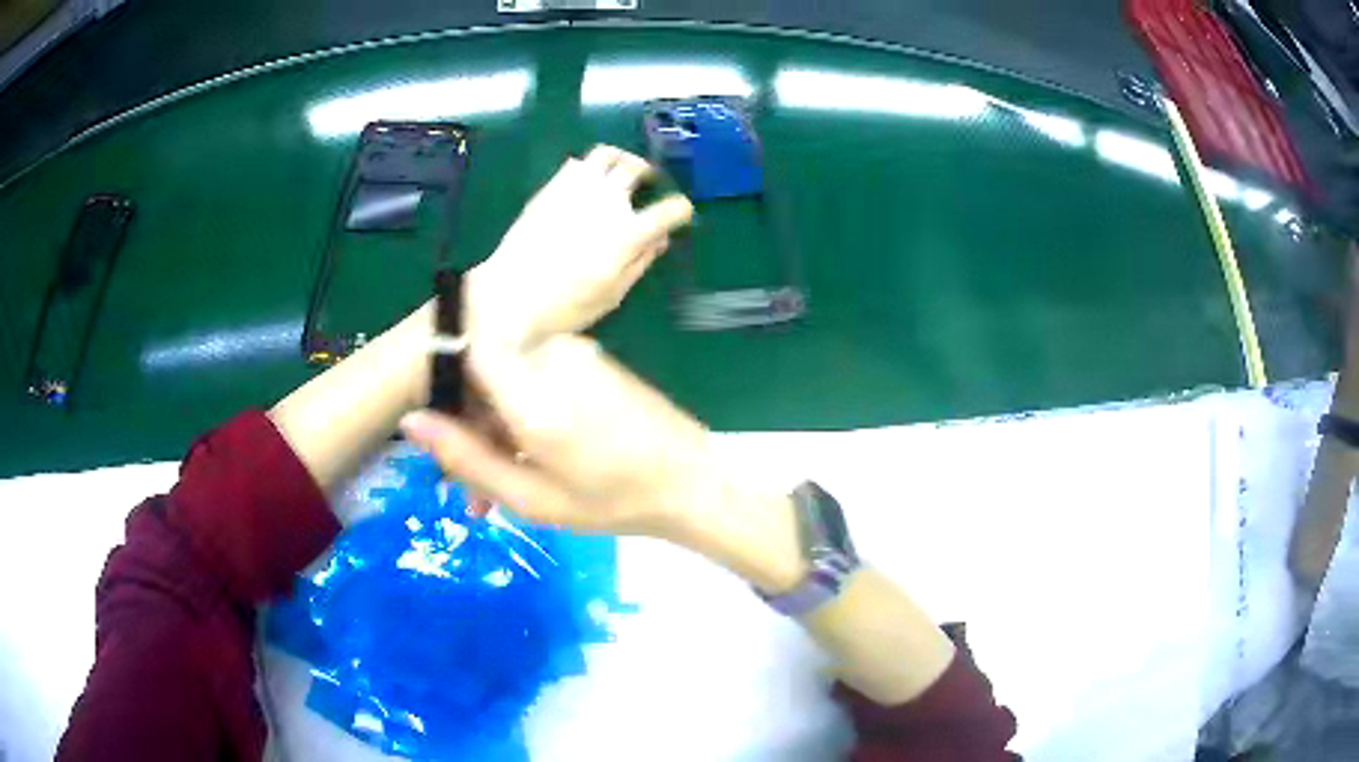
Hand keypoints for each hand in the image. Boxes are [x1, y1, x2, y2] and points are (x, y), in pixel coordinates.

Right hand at [400, 337, 805, 591]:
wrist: (692, 482)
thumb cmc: (613, 501)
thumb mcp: (532, 497)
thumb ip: (467, 459)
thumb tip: (411, 422)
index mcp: (532, 390)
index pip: (462, 351)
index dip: (443, 388)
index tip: (444, 438)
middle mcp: (549, 355)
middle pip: (482, 375)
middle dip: (469, 431)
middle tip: (471, 493)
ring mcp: (573, 352)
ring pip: (507, 382)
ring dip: (495, 433)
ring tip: (499, 494)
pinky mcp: (588, 359)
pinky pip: (535, 380)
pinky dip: (523, 419)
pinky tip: (529, 466)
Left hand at [466, 145, 692, 349]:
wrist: (510, 295)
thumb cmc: (566, 306)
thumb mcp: (613, 294)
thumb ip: (641, 262)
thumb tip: (660, 240)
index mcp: (628, 232)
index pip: (670, 209)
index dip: (681, 209)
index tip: (680, 212)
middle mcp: (607, 202)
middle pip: (637, 169)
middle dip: (649, 172)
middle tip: (648, 180)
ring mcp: (577, 189)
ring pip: (606, 155)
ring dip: (620, 158)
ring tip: (620, 168)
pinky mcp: (551, 188)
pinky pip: (576, 163)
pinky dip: (588, 167)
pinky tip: (587, 181)